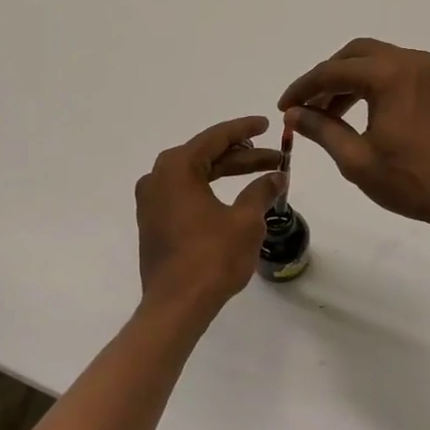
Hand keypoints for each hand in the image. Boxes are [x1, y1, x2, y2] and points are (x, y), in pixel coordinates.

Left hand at [135, 117, 283, 315]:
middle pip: (206, 155)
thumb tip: (276, 177)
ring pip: (196, 175)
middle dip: (243, 156)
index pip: (215, 138)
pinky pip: (186, 193)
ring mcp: (152, 201)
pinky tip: (235, 197)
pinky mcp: (154, 222)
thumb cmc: (211, 258)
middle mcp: (158, 177)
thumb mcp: (245, 220)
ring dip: (228, 173)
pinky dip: (211, 189)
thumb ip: (261, 191)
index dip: (244, 130)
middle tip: (275, 158)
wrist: (176, 306)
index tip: (267, 123)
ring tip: (261, 175)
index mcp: (176, 167)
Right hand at [277, 38, 429, 232]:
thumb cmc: (411, 181)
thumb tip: (293, 114)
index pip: (333, 71)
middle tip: (306, 105)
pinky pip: (399, 73)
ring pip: (378, 61)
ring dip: (350, 81)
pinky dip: (375, 85)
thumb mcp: (356, 159)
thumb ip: (321, 129)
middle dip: (327, 77)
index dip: (303, 88)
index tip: (284, 107)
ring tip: (329, 114)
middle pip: (356, 54)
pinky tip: (363, 113)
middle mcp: (412, 61)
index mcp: (390, 74)